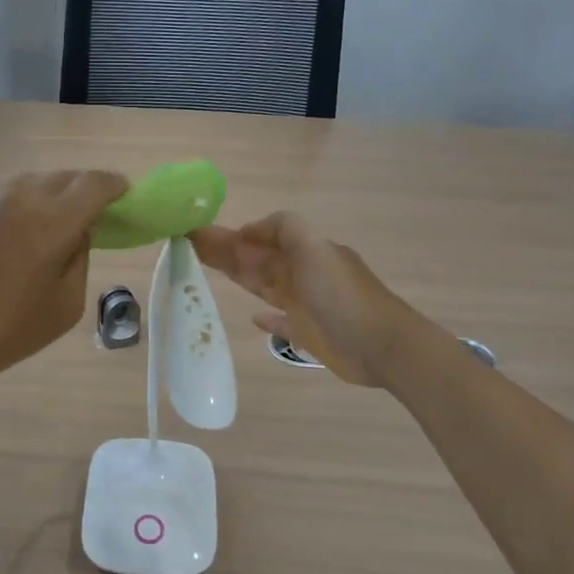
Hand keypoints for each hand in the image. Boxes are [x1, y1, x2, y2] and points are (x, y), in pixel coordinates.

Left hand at [0, 169, 128, 387]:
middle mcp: (21, 198)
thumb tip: (79, 231)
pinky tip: (25, 233)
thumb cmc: (7, 330)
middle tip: (98, 214)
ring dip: (57, 194)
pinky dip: (29, 203)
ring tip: (62, 223)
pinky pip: (10, 194)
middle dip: (88, 189)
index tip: (126, 197)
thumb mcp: (65, 305)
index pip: (94, 184)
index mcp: (52, 221)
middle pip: (65, 177)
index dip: (116, 186)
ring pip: (35, 181)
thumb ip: (80, 258)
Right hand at [191, 212, 412, 385]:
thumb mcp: (315, 248)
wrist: (382, 345)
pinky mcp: (308, 334)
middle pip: (258, 260)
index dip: (232, 236)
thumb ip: (284, 228)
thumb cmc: (342, 296)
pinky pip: (282, 322)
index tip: (200, 235)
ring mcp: (306, 305)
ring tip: (208, 273)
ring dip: (239, 277)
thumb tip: (248, 229)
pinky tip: (253, 317)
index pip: (260, 238)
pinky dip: (267, 318)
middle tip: (190, 248)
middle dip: (227, 253)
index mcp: (305, 251)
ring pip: (264, 286)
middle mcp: (303, 274)